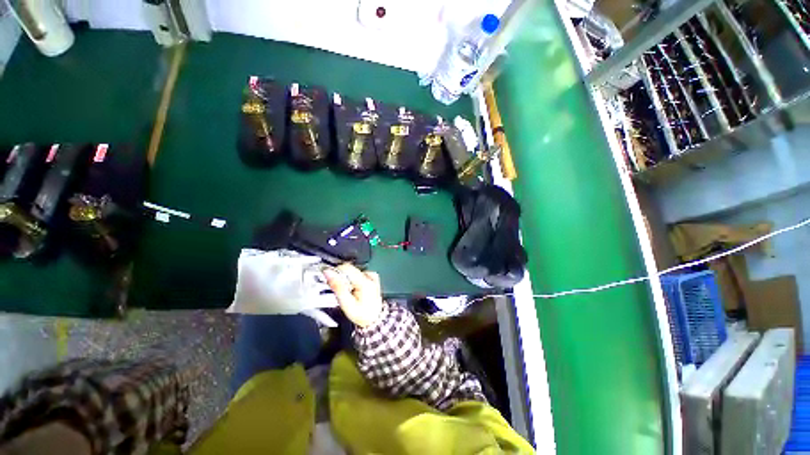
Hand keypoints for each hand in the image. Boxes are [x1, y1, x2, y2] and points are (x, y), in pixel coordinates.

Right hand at [323, 264, 383, 327]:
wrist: (374, 319)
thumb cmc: (360, 314)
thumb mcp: (347, 304)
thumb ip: (337, 287)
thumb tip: (328, 272)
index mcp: (365, 281)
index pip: (346, 268)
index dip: (335, 272)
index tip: (330, 281)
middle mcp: (370, 276)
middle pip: (349, 269)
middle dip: (341, 278)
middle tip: (340, 291)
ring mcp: (372, 276)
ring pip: (353, 271)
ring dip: (347, 279)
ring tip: (348, 292)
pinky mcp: (373, 277)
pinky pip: (359, 273)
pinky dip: (354, 280)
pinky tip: (354, 289)